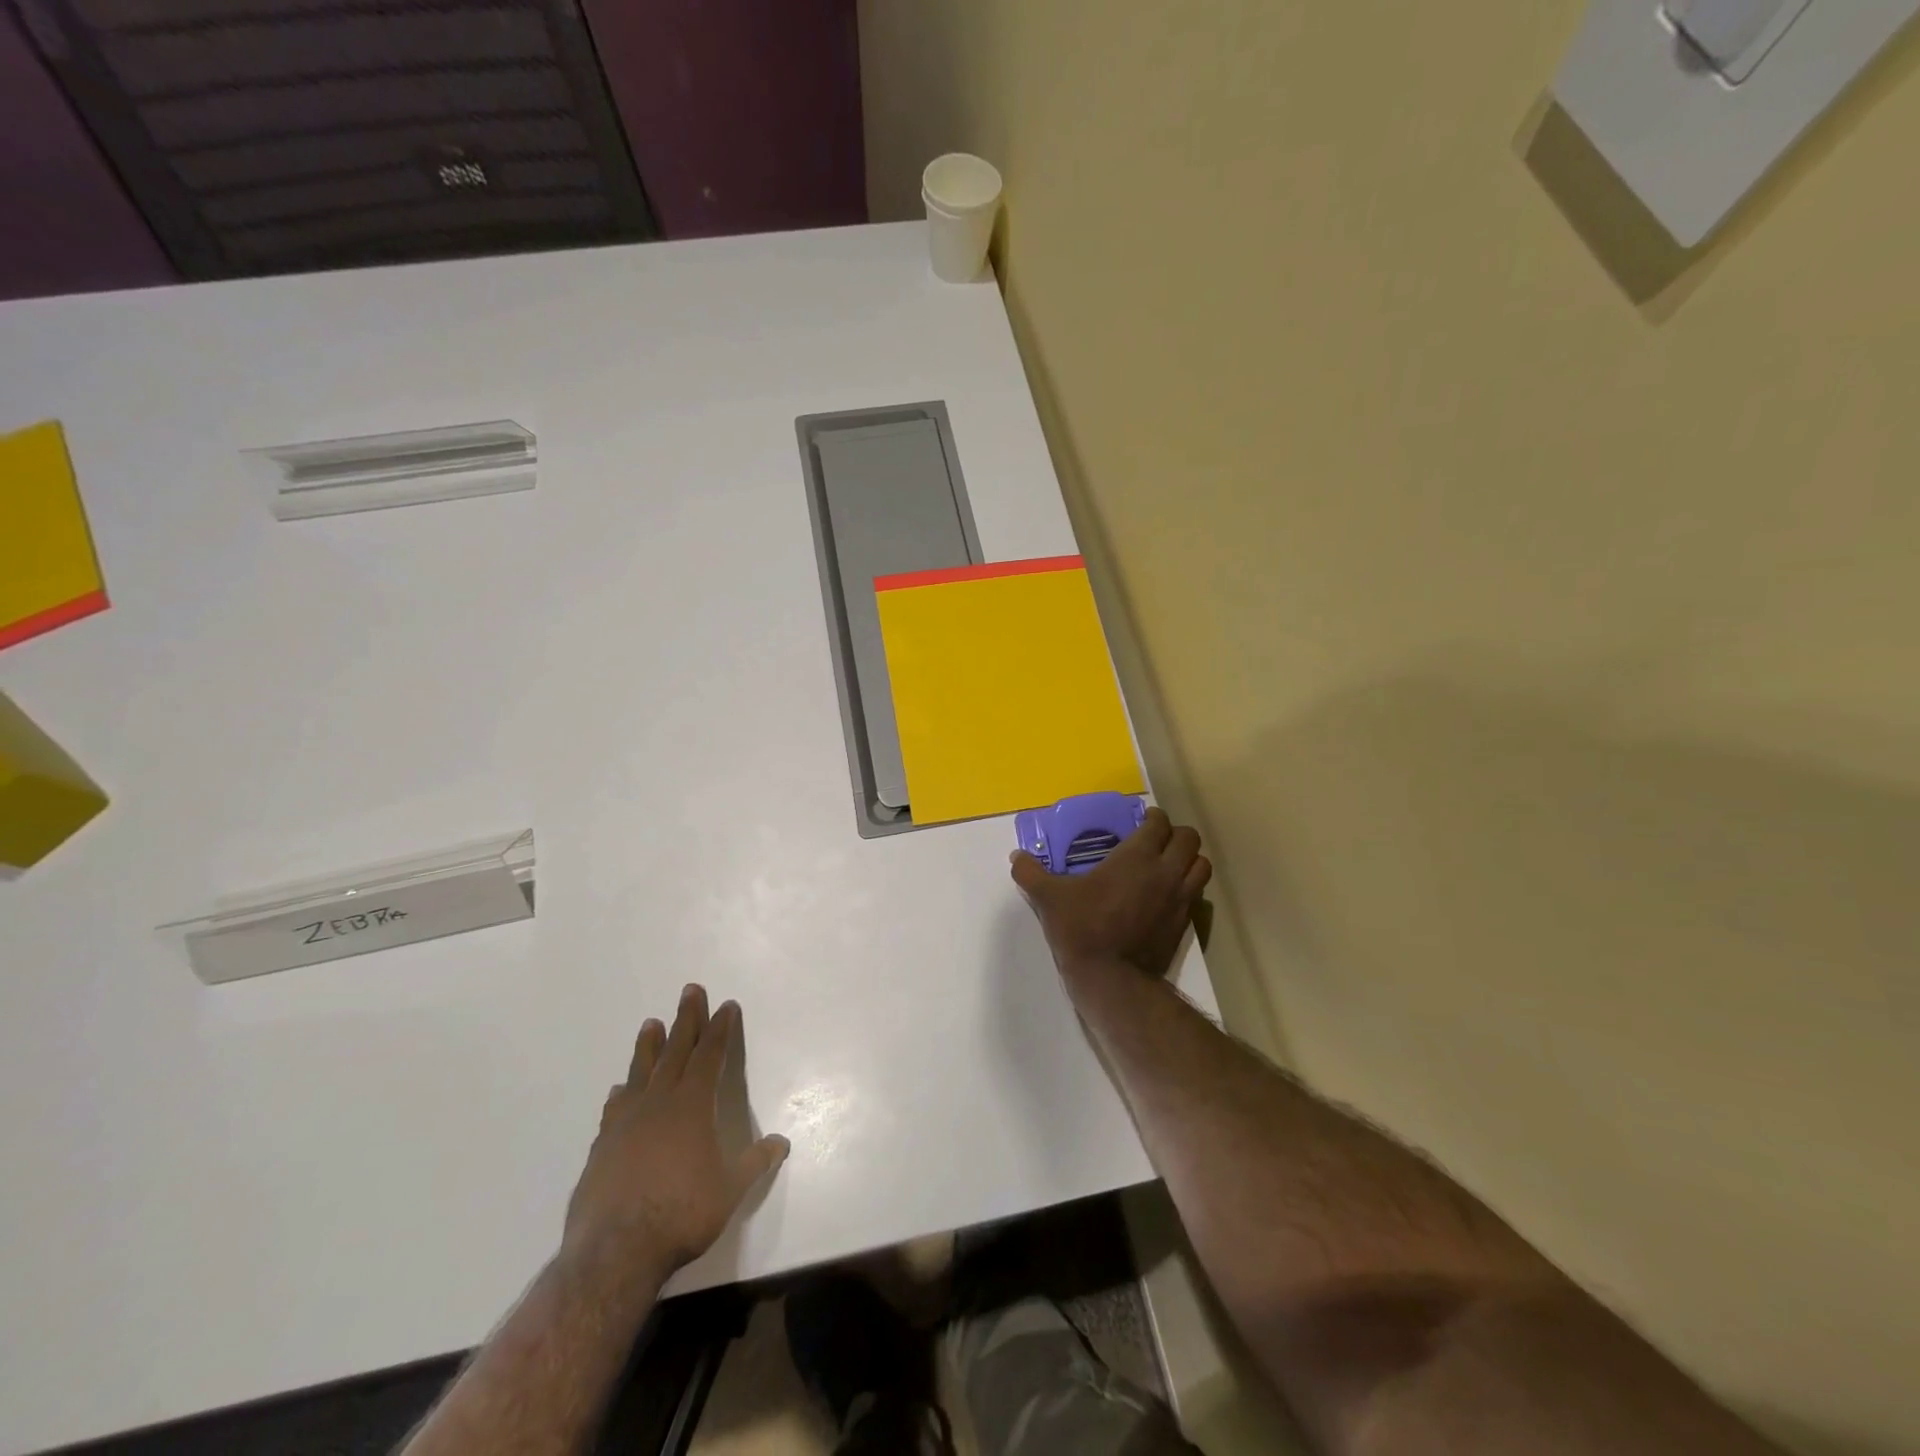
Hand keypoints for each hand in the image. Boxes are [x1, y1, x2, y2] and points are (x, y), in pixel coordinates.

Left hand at [562, 985, 789, 1289]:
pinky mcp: (601, 1147)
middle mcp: (658, 1103)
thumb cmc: (681, 1213)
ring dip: (649, 1046)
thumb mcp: (730, 1190)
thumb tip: (781, 1143)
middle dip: (686, 1019)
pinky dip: (621, 1093)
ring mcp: (625, 1123)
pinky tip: (619, 1090)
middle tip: (690, 990)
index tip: (726, 1006)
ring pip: (640, 1072)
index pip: (710, 1055)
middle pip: (675, 1051)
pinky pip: (615, 1108)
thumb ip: (755, 1162)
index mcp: (692, 1106)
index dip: (720, 1029)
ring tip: (651, 1023)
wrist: (614, 1252)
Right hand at [1011, 807, 1210, 978]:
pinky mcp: (1184, 924)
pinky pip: (1196, 895)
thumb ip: (1030, 873)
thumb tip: (1016, 857)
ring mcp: (1179, 899)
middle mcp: (1165, 872)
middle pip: (1189, 839)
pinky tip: (1165, 896)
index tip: (1141, 821)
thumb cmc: (1082, 928)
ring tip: (1168, 865)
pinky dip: (1188, 888)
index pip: (1160, 823)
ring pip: (1202, 866)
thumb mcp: (1049, 898)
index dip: (1153, 818)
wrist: (1111, 978)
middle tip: (1156, 840)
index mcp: (1137, 856)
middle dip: (1176, 835)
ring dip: (1189, 860)